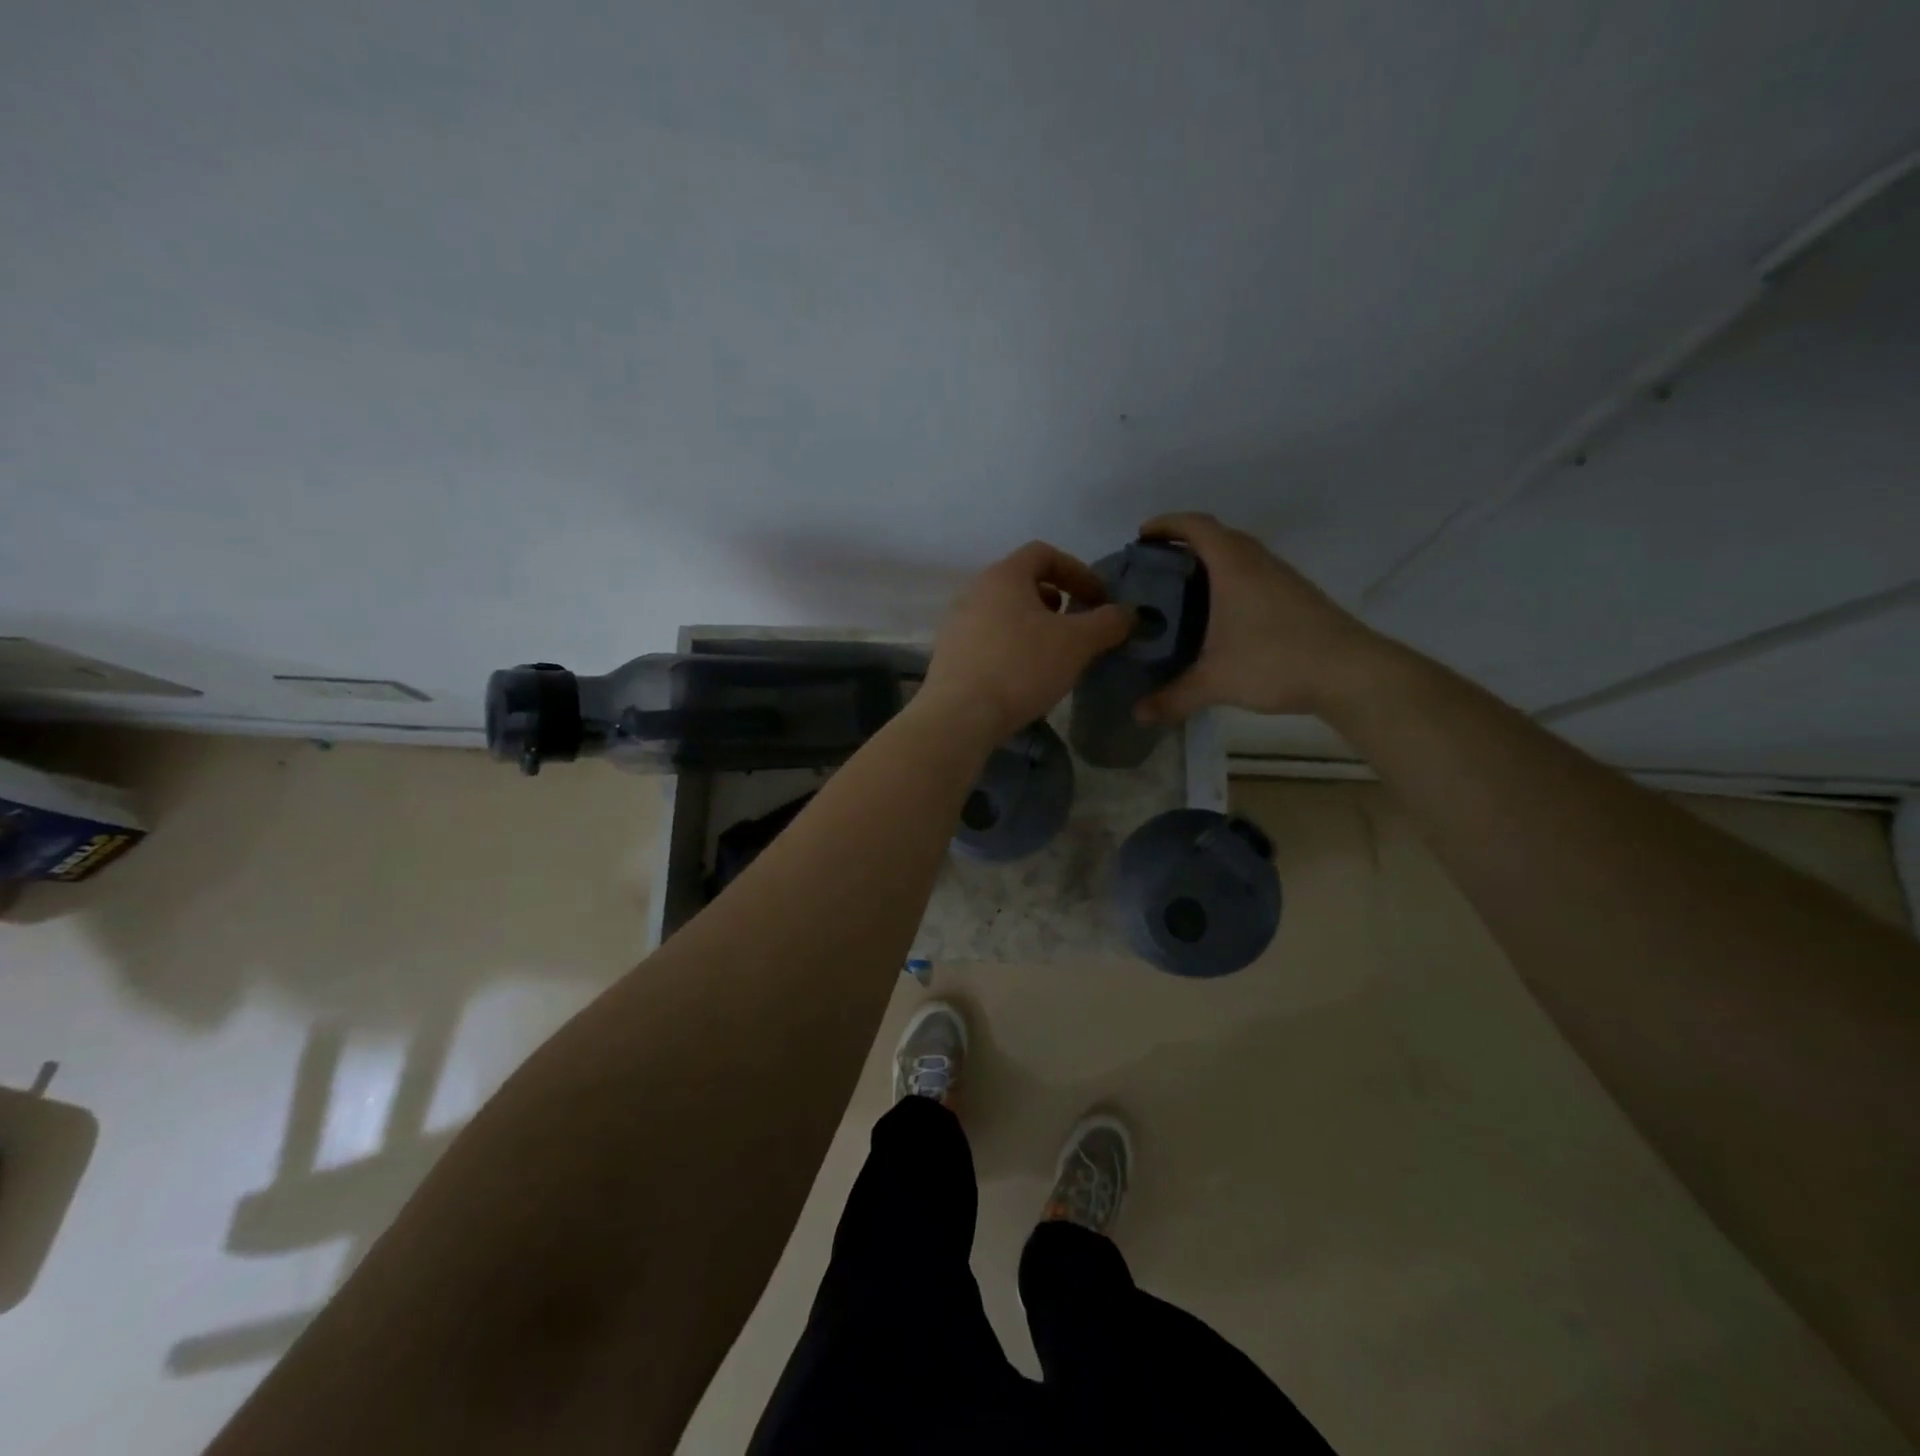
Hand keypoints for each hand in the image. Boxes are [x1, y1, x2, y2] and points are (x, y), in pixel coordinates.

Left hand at [919, 541, 1132, 744]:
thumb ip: (1108, 623)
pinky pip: (989, 639)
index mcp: (1004, 576)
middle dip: (1056, 600)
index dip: (1078, 571)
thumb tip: (1128, 613)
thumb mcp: (1076, 644)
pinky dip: (1013, 646)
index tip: (1098, 600)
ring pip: (1004, 612)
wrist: (959, 716)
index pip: (1044, 553)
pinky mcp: (950, 655)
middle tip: (1077, 627)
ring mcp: (957, 623)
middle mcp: (975, 591)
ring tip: (1053, 653)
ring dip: (1034, 626)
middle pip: (1022, 583)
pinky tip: (1025, 676)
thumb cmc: (1021, 668)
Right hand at [1134, 512, 1392, 720]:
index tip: (1141, 535)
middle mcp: (1258, 563)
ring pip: (1240, 556)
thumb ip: (1174, 697)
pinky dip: (1230, 582)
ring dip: (1210, 563)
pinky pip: (1254, 575)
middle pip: (1218, 536)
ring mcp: (1282, 578)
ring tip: (1181, 591)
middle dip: (1184, 544)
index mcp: (1234, 567)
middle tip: (1155, 568)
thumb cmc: (1277, 662)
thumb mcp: (1216, 683)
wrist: (1351, 673)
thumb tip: (1138, 714)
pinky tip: (1220, 616)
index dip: (1166, 524)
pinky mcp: (1297, 597)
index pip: (1197, 526)